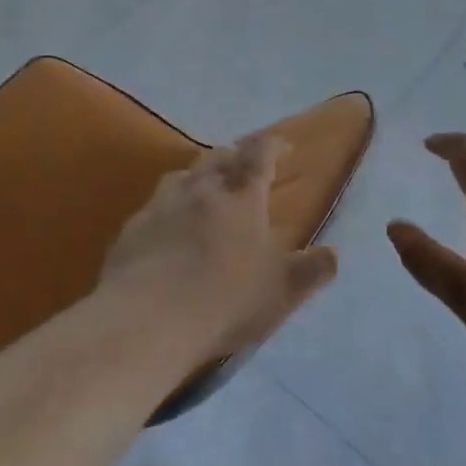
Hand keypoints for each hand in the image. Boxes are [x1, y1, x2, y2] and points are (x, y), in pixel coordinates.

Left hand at [101, 133, 338, 357]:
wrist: (147, 320)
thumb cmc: (225, 300)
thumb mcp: (281, 292)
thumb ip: (310, 271)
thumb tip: (334, 254)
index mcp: (242, 197)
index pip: (259, 154)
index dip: (272, 145)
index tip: (283, 147)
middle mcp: (201, 190)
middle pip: (219, 157)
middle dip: (235, 155)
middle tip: (244, 165)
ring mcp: (162, 206)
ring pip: (182, 176)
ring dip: (198, 177)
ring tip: (204, 190)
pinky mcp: (132, 229)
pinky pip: (153, 207)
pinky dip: (166, 209)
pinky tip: (166, 229)